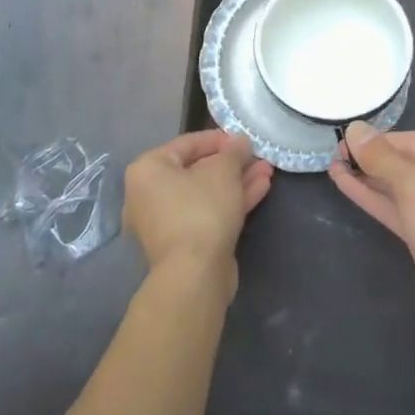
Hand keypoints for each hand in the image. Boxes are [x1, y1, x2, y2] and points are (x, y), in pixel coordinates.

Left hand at [124, 131, 271, 283]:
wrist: (195, 275)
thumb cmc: (202, 210)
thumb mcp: (223, 171)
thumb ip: (233, 151)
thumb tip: (240, 141)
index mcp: (147, 170)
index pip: (186, 144)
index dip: (218, 139)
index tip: (243, 139)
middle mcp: (149, 195)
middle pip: (197, 170)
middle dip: (231, 164)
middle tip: (257, 157)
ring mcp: (165, 222)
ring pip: (206, 193)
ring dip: (237, 182)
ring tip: (267, 171)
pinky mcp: (183, 243)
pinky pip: (208, 213)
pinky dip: (231, 201)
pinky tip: (261, 189)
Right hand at [329, 125, 414, 351]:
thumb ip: (382, 158)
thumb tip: (354, 128)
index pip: (413, 141)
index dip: (376, 140)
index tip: (341, 137)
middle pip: (406, 163)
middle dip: (370, 159)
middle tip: (334, 152)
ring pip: (398, 188)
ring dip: (367, 178)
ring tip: (333, 165)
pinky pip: (397, 209)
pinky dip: (373, 198)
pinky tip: (345, 184)